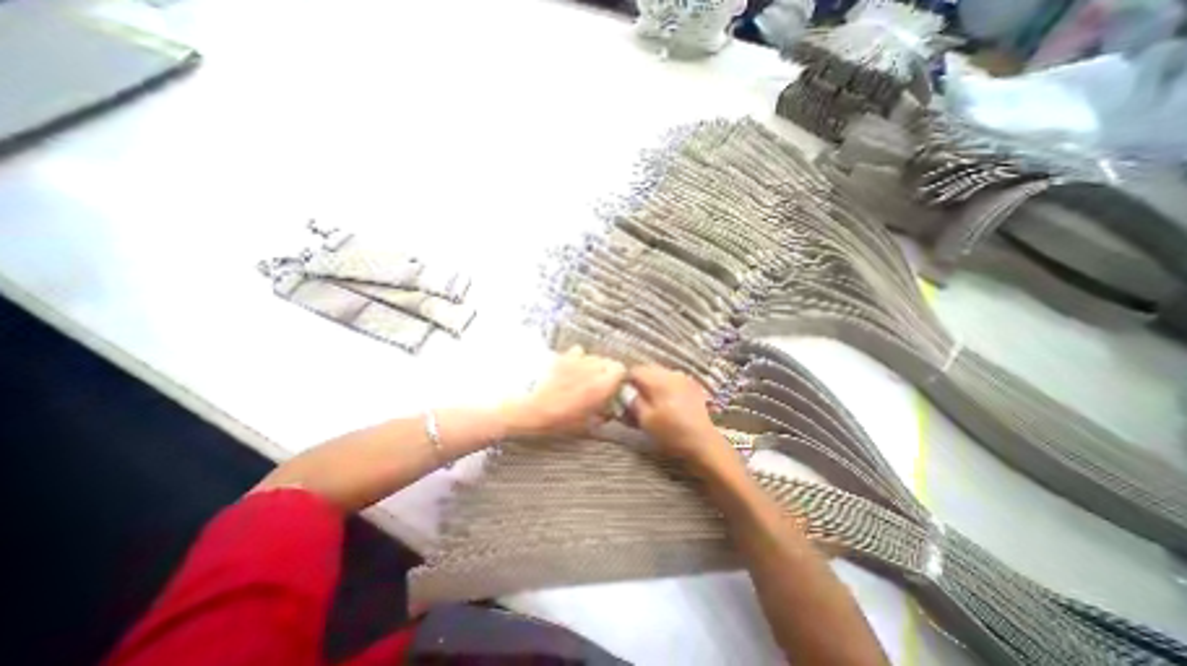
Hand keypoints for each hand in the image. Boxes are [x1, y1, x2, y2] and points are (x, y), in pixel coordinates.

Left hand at [501, 348, 629, 437]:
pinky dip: (576, 359)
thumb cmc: (554, 420)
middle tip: (596, 385)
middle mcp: (591, 367)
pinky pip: (576, 352)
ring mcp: (574, 358)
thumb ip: (600, 416)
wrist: (523, 406)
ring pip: (592, 356)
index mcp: (600, 385)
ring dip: (591, 365)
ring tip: (580, 378)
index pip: (620, 369)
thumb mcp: (582, 426)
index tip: (612, 388)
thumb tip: (608, 412)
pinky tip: (567, 369)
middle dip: (605, 372)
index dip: (617, 378)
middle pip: (607, 361)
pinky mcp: (561, 354)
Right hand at [631, 366, 732, 469]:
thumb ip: (632, 401)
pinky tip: (664, 403)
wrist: (703, 443)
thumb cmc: (671, 432)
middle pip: (647, 370)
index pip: (635, 370)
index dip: (624, 381)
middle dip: (638, 382)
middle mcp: (671, 373)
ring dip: (651, 384)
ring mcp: (683, 378)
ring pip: (659, 375)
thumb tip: (624, 391)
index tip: (621, 394)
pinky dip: (663, 388)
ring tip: (648, 402)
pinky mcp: (691, 386)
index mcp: (659, 379)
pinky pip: (671, 380)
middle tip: (633, 399)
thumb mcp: (645, 419)